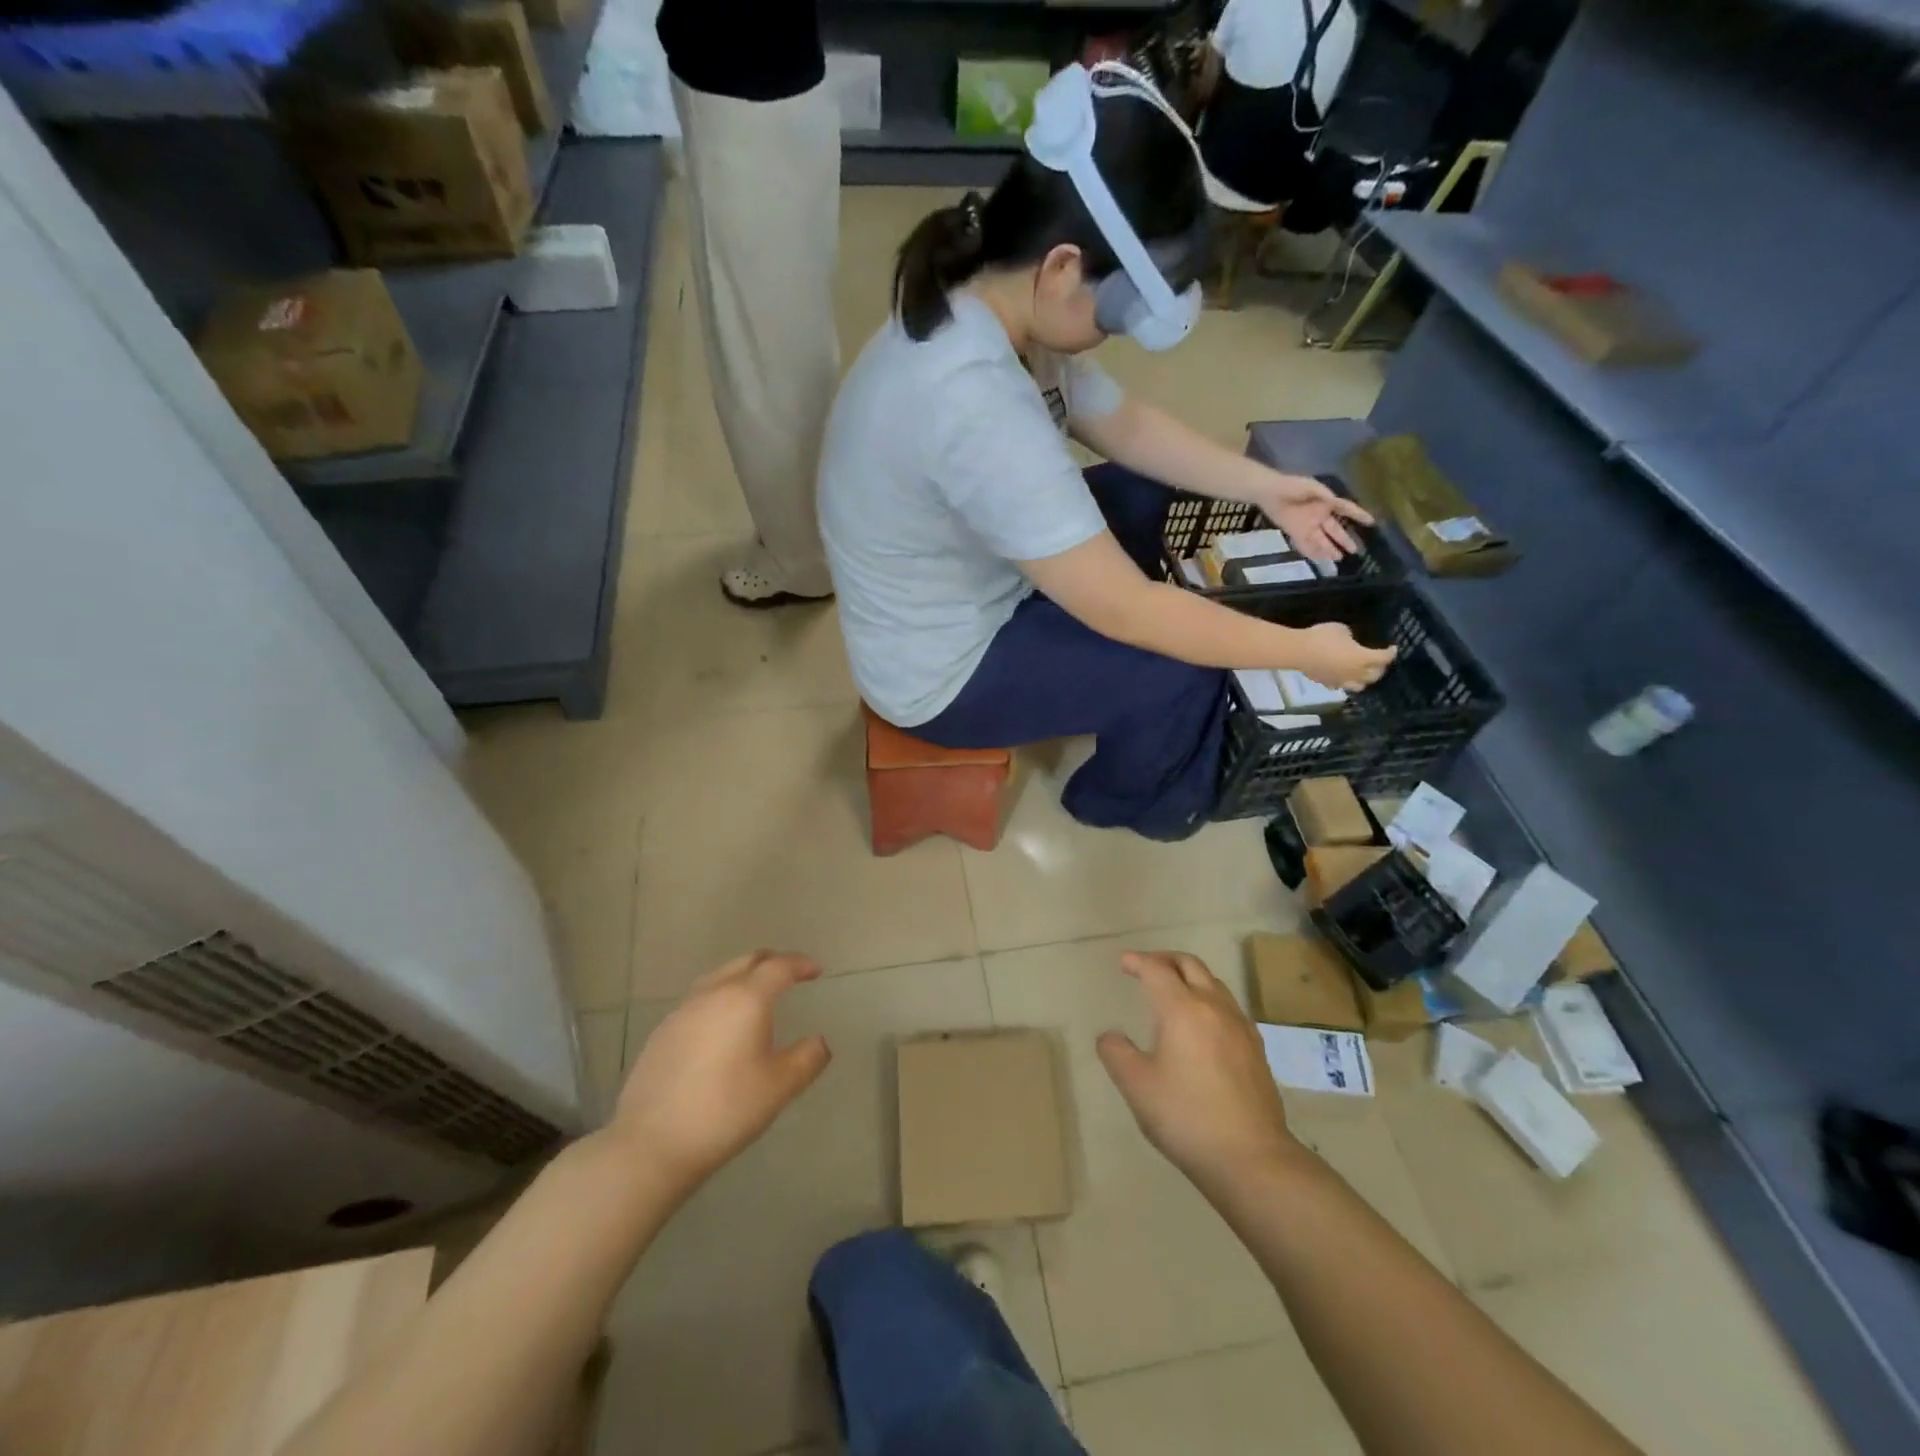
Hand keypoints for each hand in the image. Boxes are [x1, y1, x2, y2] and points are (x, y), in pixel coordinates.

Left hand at [610, 951, 831, 1192]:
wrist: (652, 1143)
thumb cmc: (725, 1109)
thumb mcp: (780, 1087)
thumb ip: (807, 1058)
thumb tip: (820, 1041)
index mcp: (747, 999)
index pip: (779, 967)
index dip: (801, 964)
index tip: (815, 971)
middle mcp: (714, 993)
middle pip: (746, 962)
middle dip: (772, 962)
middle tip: (789, 974)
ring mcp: (683, 1011)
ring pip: (719, 977)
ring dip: (743, 977)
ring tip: (755, 996)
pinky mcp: (662, 1032)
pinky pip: (699, 1000)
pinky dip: (719, 999)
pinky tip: (720, 1026)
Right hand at [1096, 952, 1297, 1185]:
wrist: (1251, 1157)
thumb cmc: (1186, 1116)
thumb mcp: (1136, 1086)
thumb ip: (1116, 1053)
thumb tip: (1110, 1036)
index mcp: (1182, 1008)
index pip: (1157, 970)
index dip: (1138, 961)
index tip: (1124, 963)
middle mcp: (1214, 1007)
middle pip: (1190, 965)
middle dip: (1166, 959)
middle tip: (1147, 966)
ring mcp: (1240, 1026)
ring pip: (1214, 983)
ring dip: (1190, 976)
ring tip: (1174, 990)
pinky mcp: (1256, 1049)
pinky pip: (1229, 1006)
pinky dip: (1209, 999)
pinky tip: (1203, 1023)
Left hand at [1261, 474, 1374, 560]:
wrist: (1270, 492)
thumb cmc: (1292, 486)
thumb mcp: (1312, 487)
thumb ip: (1325, 495)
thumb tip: (1336, 500)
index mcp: (1326, 503)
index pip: (1346, 509)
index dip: (1358, 515)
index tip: (1371, 522)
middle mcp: (1319, 516)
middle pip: (1334, 530)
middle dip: (1344, 540)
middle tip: (1355, 550)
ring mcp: (1307, 525)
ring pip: (1321, 540)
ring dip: (1329, 549)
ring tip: (1339, 558)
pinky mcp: (1295, 532)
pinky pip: (1305, 544)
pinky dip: (1312, 552)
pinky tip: (1320, 559)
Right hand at [1290, 621, 1397, 692]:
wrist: (1298, 651)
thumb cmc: (1322, 637)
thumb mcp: (1342, 630)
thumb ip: (1351, 639)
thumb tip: (1349, 643)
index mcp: (1363, 658)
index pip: (1384, 658)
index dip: (1391, 652)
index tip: (1393, 648)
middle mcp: (1356, 673)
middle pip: (1375, 675)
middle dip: (1380, 668)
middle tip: (1378, 661)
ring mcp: (1341, 681)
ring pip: (1359, 686)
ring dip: (1364, 680)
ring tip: (1361, 673)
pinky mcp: (1327, 683)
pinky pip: (1340, 685)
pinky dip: (1344, 681)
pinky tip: (1340, 675)